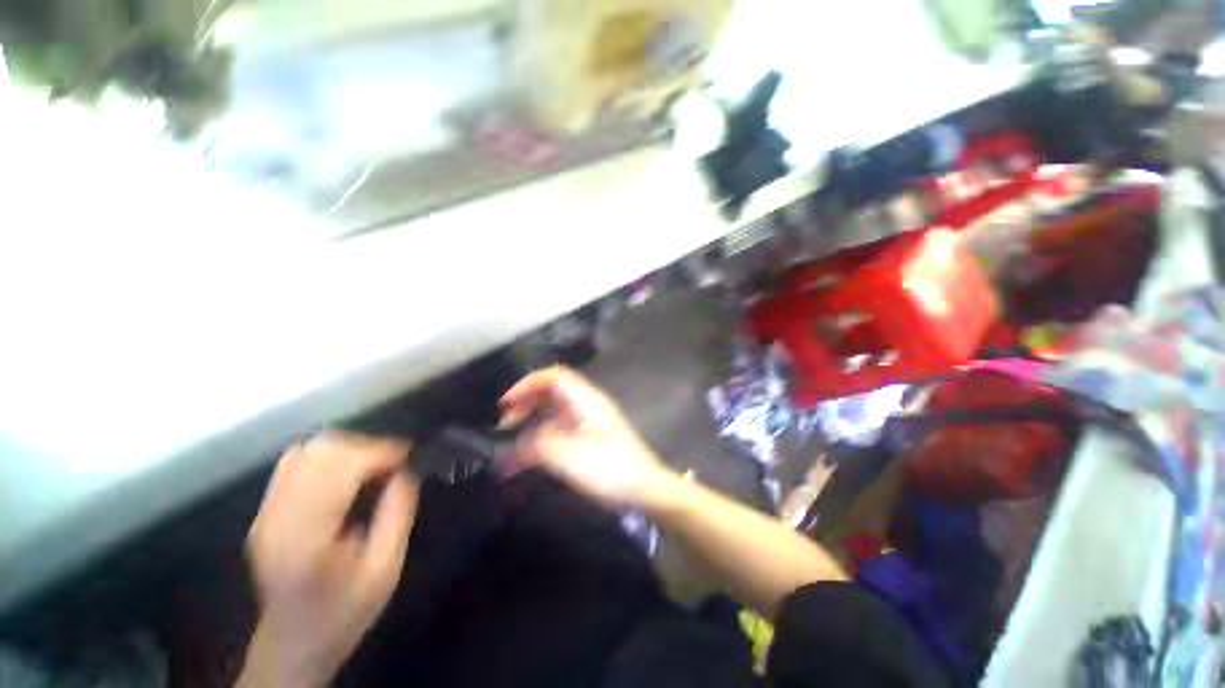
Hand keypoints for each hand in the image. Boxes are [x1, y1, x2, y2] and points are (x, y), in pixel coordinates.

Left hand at [238, 434, 417, 687]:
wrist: (293, 644)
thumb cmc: (345, 611)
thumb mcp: (385, 569)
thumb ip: (397, 513)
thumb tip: (407, 470)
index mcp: (307, 537)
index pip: (340, 469)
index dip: (379, 452)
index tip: (409, 455)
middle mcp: (277, 518)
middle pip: (320, 451)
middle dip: (366, 446)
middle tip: (395, 461)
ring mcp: (264, 513)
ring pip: (306, 450)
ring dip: (348, 448)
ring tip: (374, 464)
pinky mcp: (263, 512)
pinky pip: (294, 462)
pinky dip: (327, 456)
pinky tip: (347, 472)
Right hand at [501, 366, 676, 508]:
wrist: (645, 489)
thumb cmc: (610, 468)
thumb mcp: (569, 456)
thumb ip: (538, 445)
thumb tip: (516, 445)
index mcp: (586, 400)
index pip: (554, 376)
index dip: (527, 384)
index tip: (506, 404)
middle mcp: (587, 405)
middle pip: (552, 392)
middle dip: (527, 403)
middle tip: (506, 424)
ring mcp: (590, 422)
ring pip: (554, 413)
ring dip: (533, 423)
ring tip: (513, 444)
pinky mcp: (590, 439)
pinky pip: (561, 430)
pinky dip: (543, 439)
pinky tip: (530, 458)